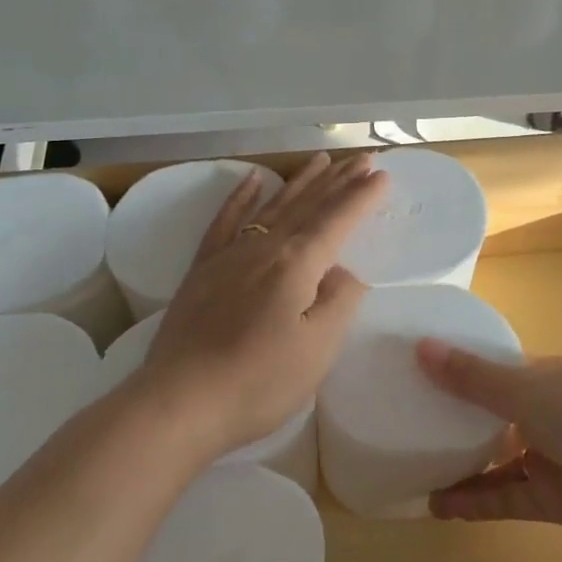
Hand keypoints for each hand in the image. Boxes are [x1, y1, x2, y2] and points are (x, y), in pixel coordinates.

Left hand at [133, 153, 386, 458]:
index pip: (337, 220)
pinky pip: (225, 220)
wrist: (179, 402)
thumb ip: (339, 302)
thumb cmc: (258, 382)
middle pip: (308, 205)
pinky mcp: (202, 268)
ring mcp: (229, 254)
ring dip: (300, 181)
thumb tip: (344, 270)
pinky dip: (240, 196)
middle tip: (363, 158)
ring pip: (272, 205)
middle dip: (338, 180)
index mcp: (296, 264)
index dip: (362, 197)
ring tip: (321, 160)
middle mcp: (263, 246)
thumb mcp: (318, 349)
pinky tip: (252, 179)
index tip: (383, 174)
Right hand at [419, 341, 561, 543]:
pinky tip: (437, 504)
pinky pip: (501, 499)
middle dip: (447, 419)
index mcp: (534, 376)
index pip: (483, 369)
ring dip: (456, 465)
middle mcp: (535, 413)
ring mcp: (542, 457)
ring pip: (489, 460)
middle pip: (483, 416)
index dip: (449, 369)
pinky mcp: (548, 500)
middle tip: (396, 422)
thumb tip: (420, 347)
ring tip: (409, 467)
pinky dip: (473, 502)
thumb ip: (474, 378)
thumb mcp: (529, 390)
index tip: (405, 370)